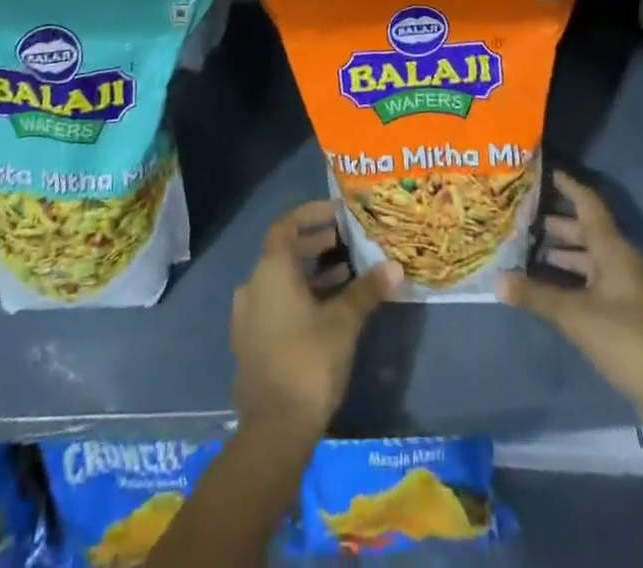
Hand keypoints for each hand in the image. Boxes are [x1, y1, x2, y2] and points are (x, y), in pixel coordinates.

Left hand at [230, 200, 401, 436]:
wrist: (273, 430)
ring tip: (344, 275)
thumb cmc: (308, 360)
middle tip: (345, 243)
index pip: (286, 225)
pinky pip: (275, 305)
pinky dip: (299, 298)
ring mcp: (248, 317)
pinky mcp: (251, 344)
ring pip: (280, 281)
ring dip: (310, 274)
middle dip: (315, 245)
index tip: (337, 213)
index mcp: (271, 270)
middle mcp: (253, 286)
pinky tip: (327, 312)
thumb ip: (367, 290)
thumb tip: (395, 267)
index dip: (311, 214)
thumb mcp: (344, 321)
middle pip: (283, 253)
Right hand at [497, 171, 642, 439]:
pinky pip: (596, 279)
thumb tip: (497, 280)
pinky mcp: (630, 309)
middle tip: (520, 216)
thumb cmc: (627, 341)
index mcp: (616, 248)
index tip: (541, 171)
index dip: (565, 184)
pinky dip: (572, 276)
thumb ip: (536, 295)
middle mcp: (624, 258)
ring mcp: (629, 284)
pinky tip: (548, 285)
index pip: (587, 202)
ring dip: (562, 252)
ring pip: (590, 256)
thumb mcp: (576, 317)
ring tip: (526, 249)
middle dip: (554, 222)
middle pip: (586, 229)